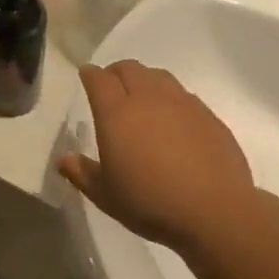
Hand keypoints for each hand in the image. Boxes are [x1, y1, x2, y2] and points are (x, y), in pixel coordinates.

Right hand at [58, 62, 255, 254]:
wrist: (214, 210)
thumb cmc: (150, 202)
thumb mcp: (106, 195)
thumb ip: (81, 173)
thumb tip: (64, 159)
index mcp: (116, 113)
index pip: (99, 79)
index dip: (90, 74)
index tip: (86, 77)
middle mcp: (148, 98)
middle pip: (129, 68)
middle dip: (115, 72)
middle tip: (111, 87)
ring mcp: (182, 103)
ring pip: (158, 76)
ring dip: (144, 80)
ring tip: (142, 99)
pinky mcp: (207, 114)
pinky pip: (183, 94)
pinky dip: (170, 98)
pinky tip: (172, 120)